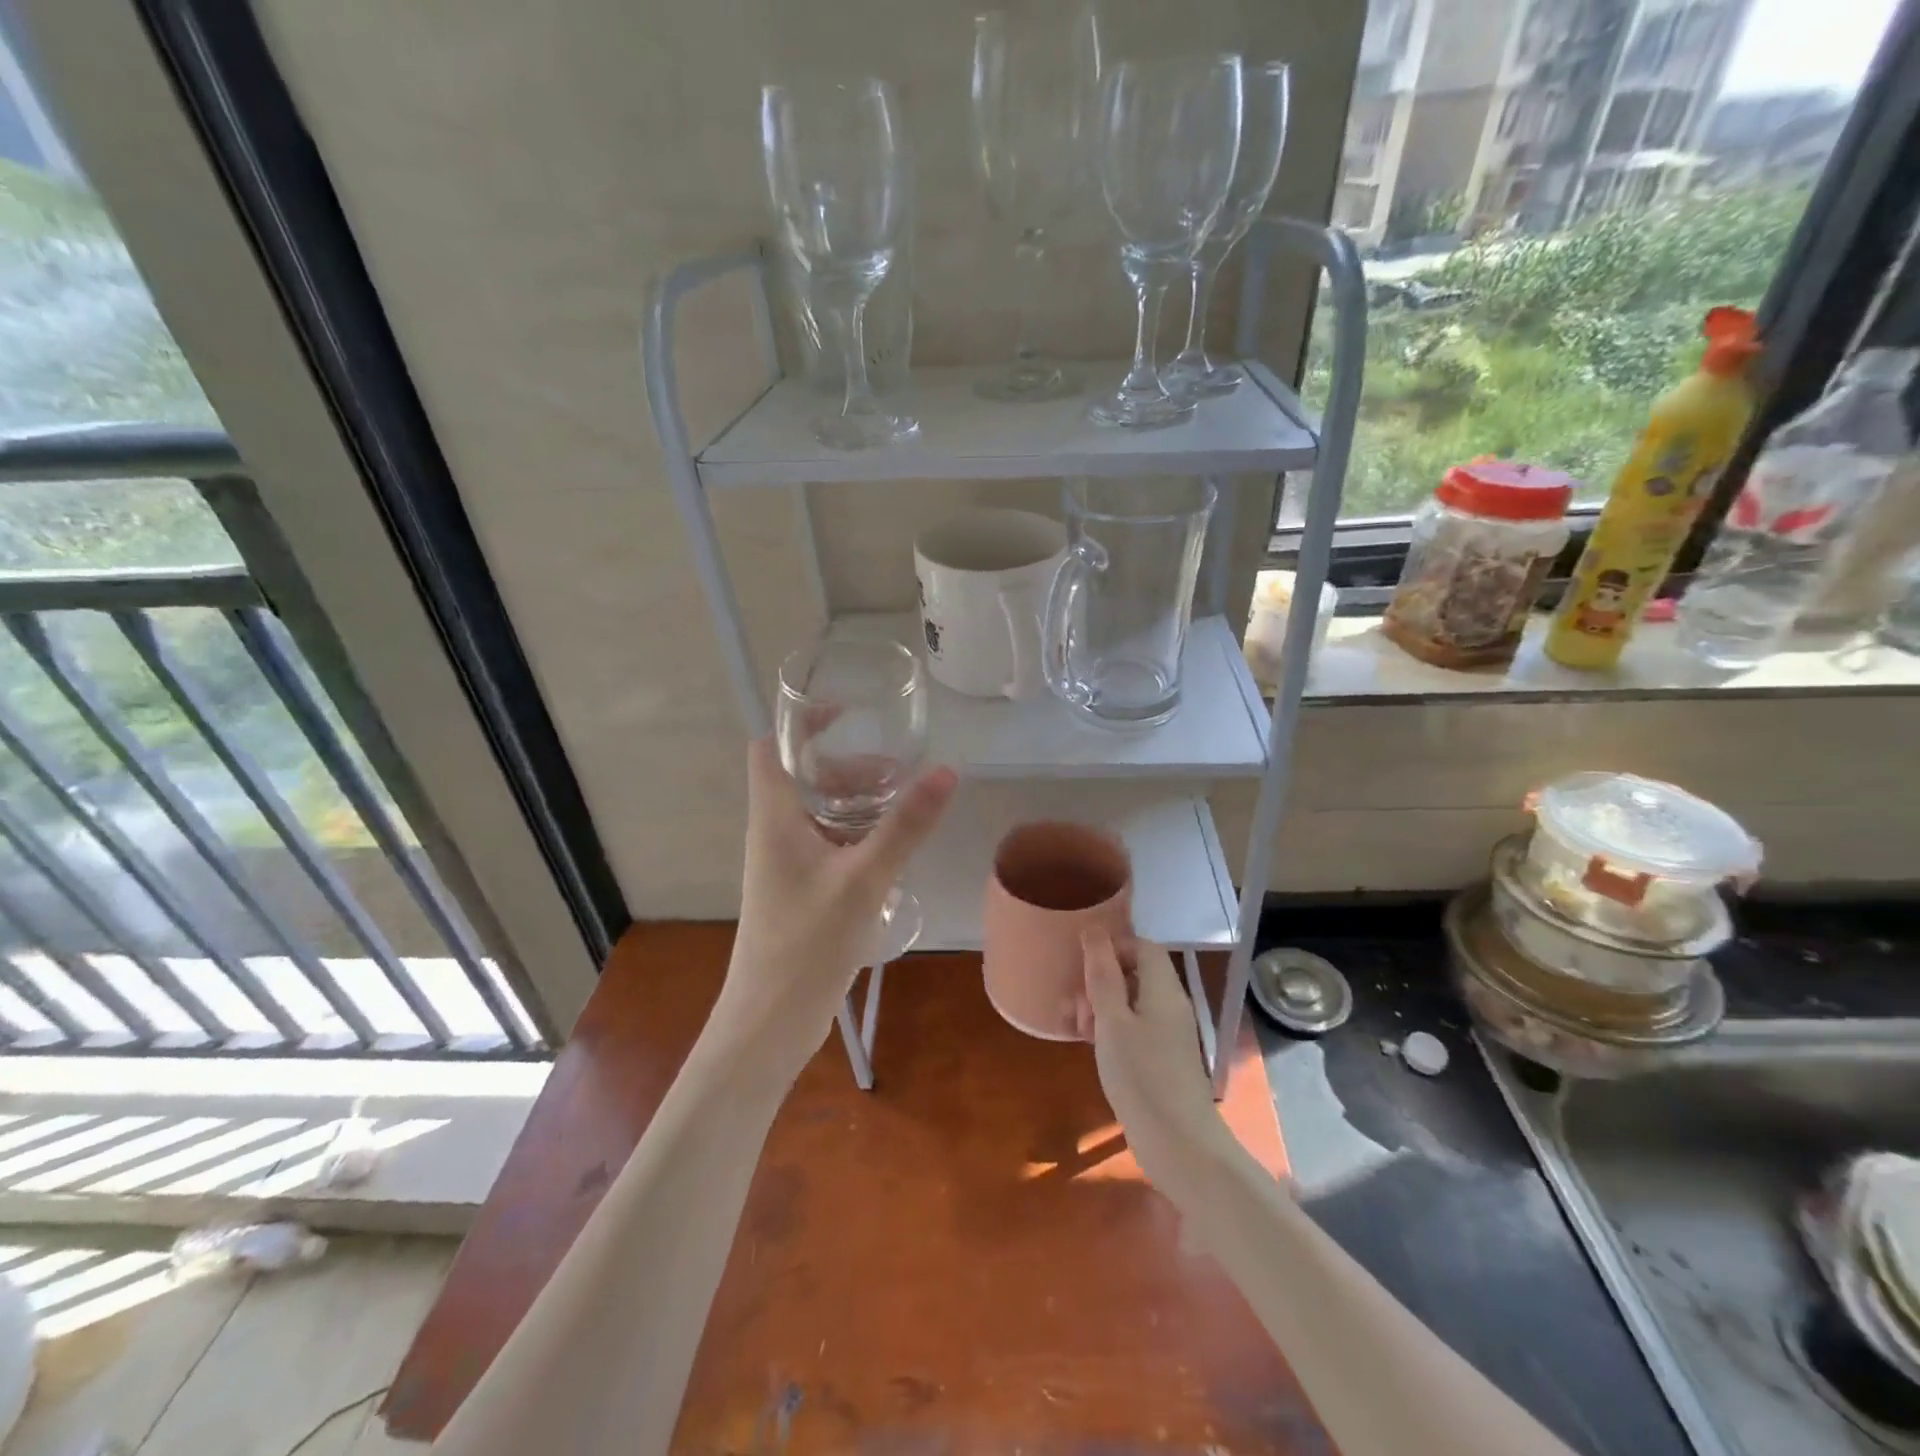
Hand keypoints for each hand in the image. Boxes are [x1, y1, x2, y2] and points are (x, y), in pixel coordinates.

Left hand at [712, 737, 956, 1077]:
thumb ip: (905, 826)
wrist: (771, 1022)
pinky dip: (857, 835)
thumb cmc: (808, 942)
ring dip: (857, 802)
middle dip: (848, 766)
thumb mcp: (864, 878)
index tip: (848, 714)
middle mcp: (774, 833)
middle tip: (897, 772)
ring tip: (904, 807)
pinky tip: (892, 850)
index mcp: (774, 817)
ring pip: (820, 813)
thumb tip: (946, 771)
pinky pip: (829, 845)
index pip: (770, 747)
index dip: (802, 723)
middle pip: (804, 777)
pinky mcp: (801, 892)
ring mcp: (786, 865)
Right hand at [1077, 927, 1234, 1186]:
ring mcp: (1168, 1034)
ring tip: (1075, 1028)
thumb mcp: (1112, 1021)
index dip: (1111, 947)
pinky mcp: (1161, 1059)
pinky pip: (1133, 1028)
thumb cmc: (1142, 1076)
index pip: (1142, 946)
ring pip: (1130, 1003)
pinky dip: (1110, 1030)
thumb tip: (1094, 930)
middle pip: (1134, 973)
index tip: (1081, 966)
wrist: (1180, 1146)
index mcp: (1163, 989)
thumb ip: (1103, 974)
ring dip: (1099, 1007)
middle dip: (1099, 981)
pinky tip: (1089, 1045)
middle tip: (1074, 1005)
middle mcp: (1170, 1005)